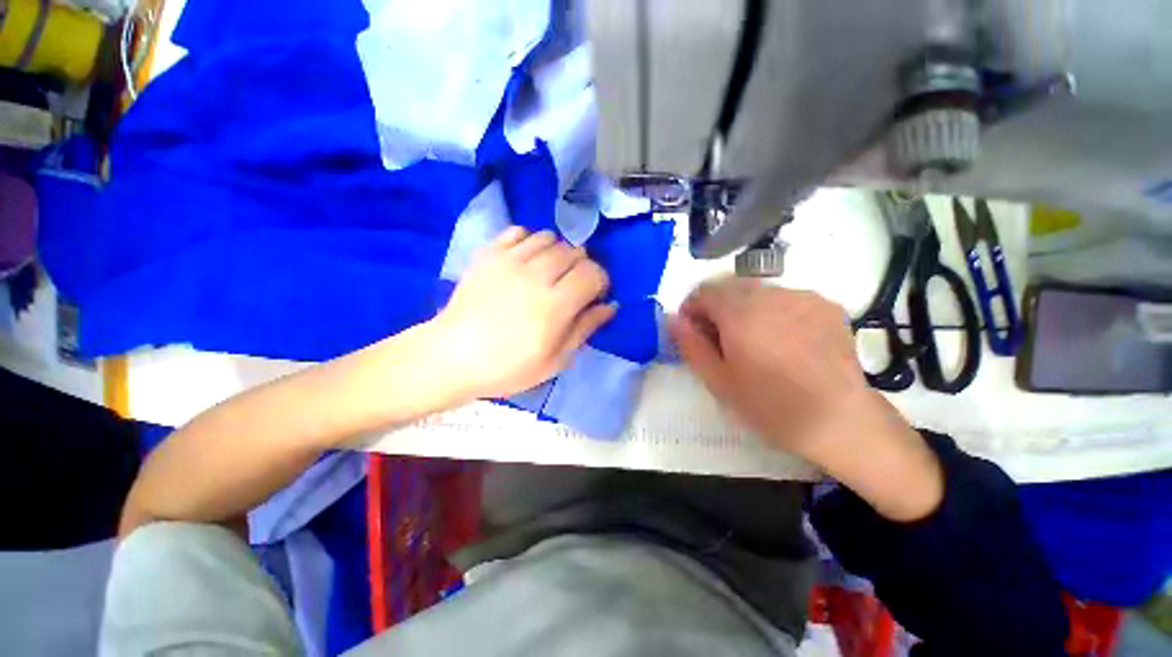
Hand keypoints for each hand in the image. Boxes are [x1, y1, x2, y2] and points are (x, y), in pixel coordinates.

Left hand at [430, 227, 615, 399]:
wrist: (452, 356)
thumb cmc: (507, 367)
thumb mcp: (555, 360)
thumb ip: (584, 328)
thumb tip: (610, 305)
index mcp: (554, 305)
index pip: (593, 273)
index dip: (600, 281)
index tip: (593, 295)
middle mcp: (534, 275)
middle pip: (574, 251)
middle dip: (582, 267)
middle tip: (572, 286)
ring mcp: (508, 260)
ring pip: (549, 237)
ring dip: (558, 253)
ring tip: (550, 272)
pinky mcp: (488, 254)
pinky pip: (519, 231)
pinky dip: (531, 241)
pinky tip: (527, 260)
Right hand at [670, 279, 942, 520]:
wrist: (839, 421)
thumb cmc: (770, 405)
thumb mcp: (718, 381)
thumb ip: (690, 345)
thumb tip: (672, 319)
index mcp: (740, 313)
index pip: (704, 291)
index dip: (692, 308)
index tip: (693, 331)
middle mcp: (771, 294)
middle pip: (730, 287)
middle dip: (717, 308)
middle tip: (720, 340)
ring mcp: (802, 296)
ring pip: (757, 291)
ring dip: (744, 309)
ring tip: (753, 341)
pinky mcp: (825, 304)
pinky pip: (785, 298)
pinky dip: (773, 311)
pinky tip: (782, 340)